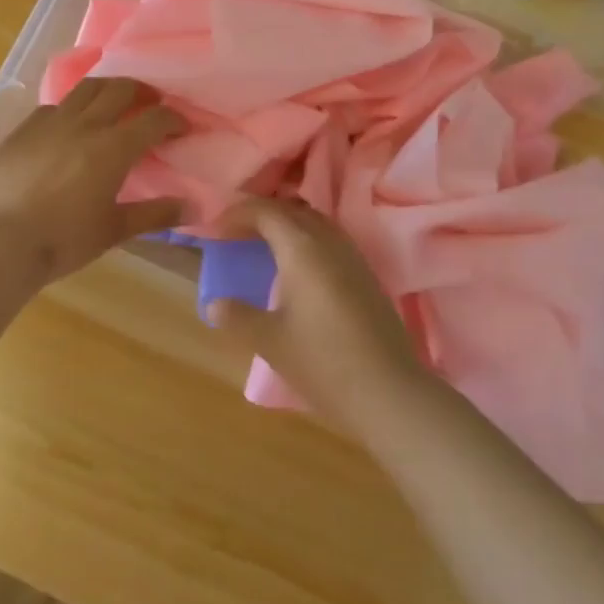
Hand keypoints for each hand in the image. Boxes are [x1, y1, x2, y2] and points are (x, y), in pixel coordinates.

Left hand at [0, 78, 185, 284]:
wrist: (0, 241)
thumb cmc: (63, 239)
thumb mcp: (114, 230)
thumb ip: (155, 214)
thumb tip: (192, 205)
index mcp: (113, 147)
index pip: (154, 120)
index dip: (174, 119)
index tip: (183, 127)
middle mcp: (85, 124)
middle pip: (121, 88)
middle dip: (143, 92)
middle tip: (151, 105)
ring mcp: (51, 122)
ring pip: (86, 88)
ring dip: (108, 89)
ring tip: (113, 103)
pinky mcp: (24, 129)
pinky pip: (54, 107)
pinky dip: (71, 109)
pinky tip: (69, 127)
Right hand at [204, 199, 429, 434]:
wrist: (390, 393)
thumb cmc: (324, 362)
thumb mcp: (271, 341)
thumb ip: (238, 317)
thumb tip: (214, 304)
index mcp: (302, 248)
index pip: (265, 211)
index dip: (237, 214)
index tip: (215, 230)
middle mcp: (329, 241)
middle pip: (291, 210)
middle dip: (261, 215)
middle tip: (236, 234)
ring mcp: (352, 257)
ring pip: (314, 223)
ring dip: (286, 226)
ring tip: (263, 247)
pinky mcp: (366, 275)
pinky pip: (329, 240)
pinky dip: (306, 241)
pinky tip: (297, 270)